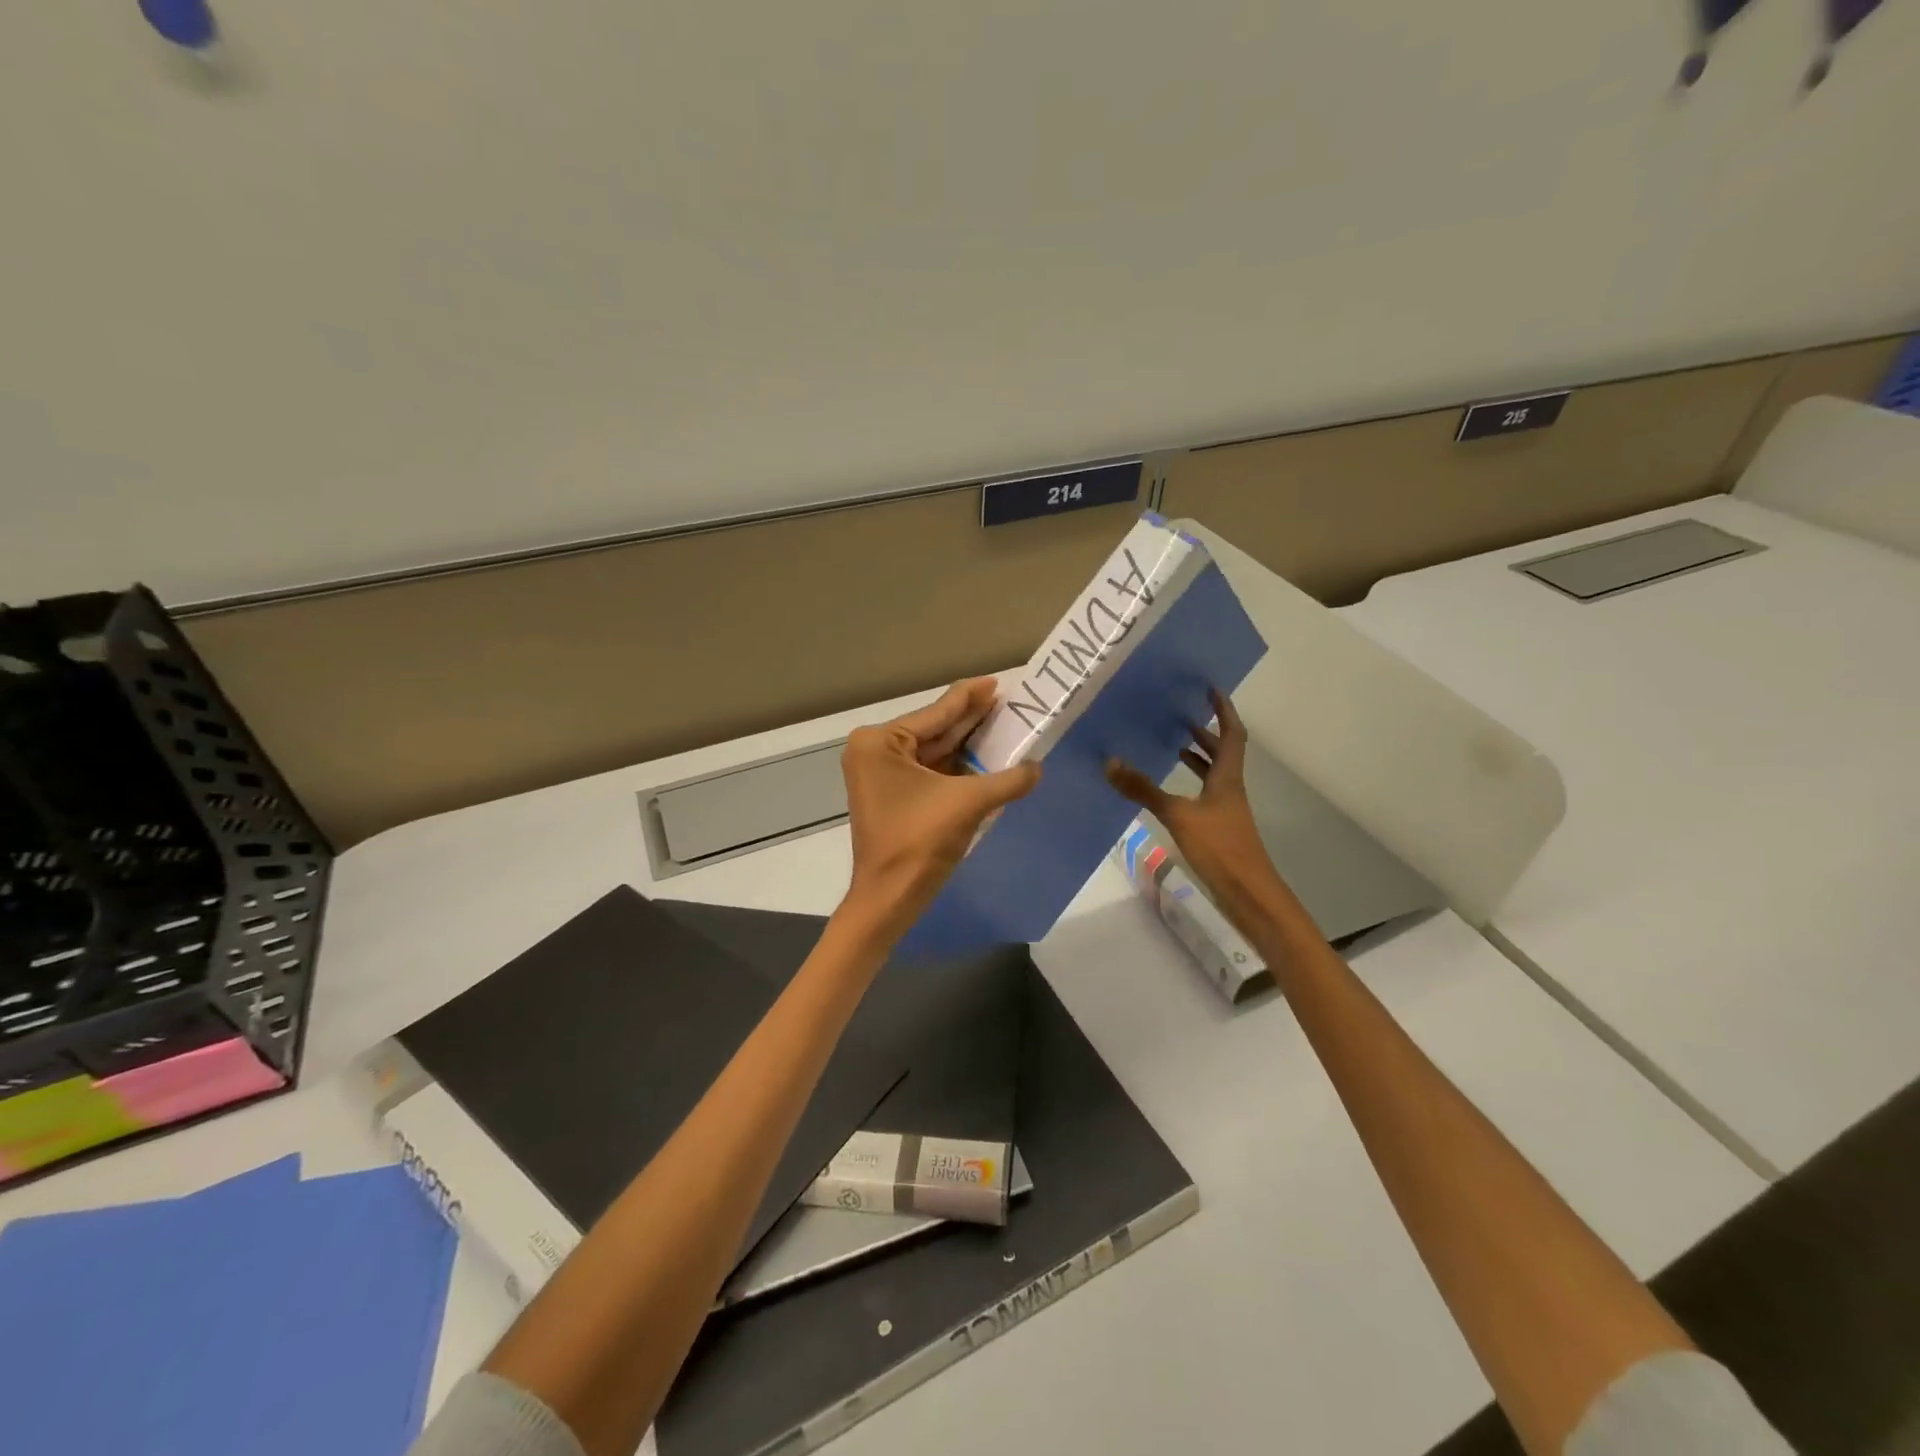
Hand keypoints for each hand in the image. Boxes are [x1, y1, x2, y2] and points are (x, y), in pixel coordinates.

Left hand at [840, 679, 1041, 940]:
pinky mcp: (893, 797)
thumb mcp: (968, 803)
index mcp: (880, 742)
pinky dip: (958, 768)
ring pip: (934, 752)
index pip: (936, 712)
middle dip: (972, 719)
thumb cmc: (919, 842)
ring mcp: (882, 775)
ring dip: (968, 745)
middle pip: (934, 730)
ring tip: (1005, 726)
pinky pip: (931, 773)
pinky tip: (987, 759)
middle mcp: (876, 751)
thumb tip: (1038, 768)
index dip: (970, 697)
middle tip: (1009, 702)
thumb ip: (1007, 780)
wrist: (889, 898)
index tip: (997, 682)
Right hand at [1105, 689, 1286, 928]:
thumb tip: (1110, 763)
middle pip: (1223, 751)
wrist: (1247, 893)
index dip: (1223, 710)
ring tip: (1172, 744)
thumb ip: (1143, 790)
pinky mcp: (1218, 827)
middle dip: (1205, 731)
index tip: (1210, 689)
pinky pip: (1203, 794)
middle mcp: (1229, 788)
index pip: (1232, 733)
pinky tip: (1169, 791)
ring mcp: (1225, 809)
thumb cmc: (1220, 847)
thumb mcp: (1178, 815)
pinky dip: (1189, 784)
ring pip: (1213, 773)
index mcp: (1227, 777)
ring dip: (1197, 757)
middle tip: (1181, 714)